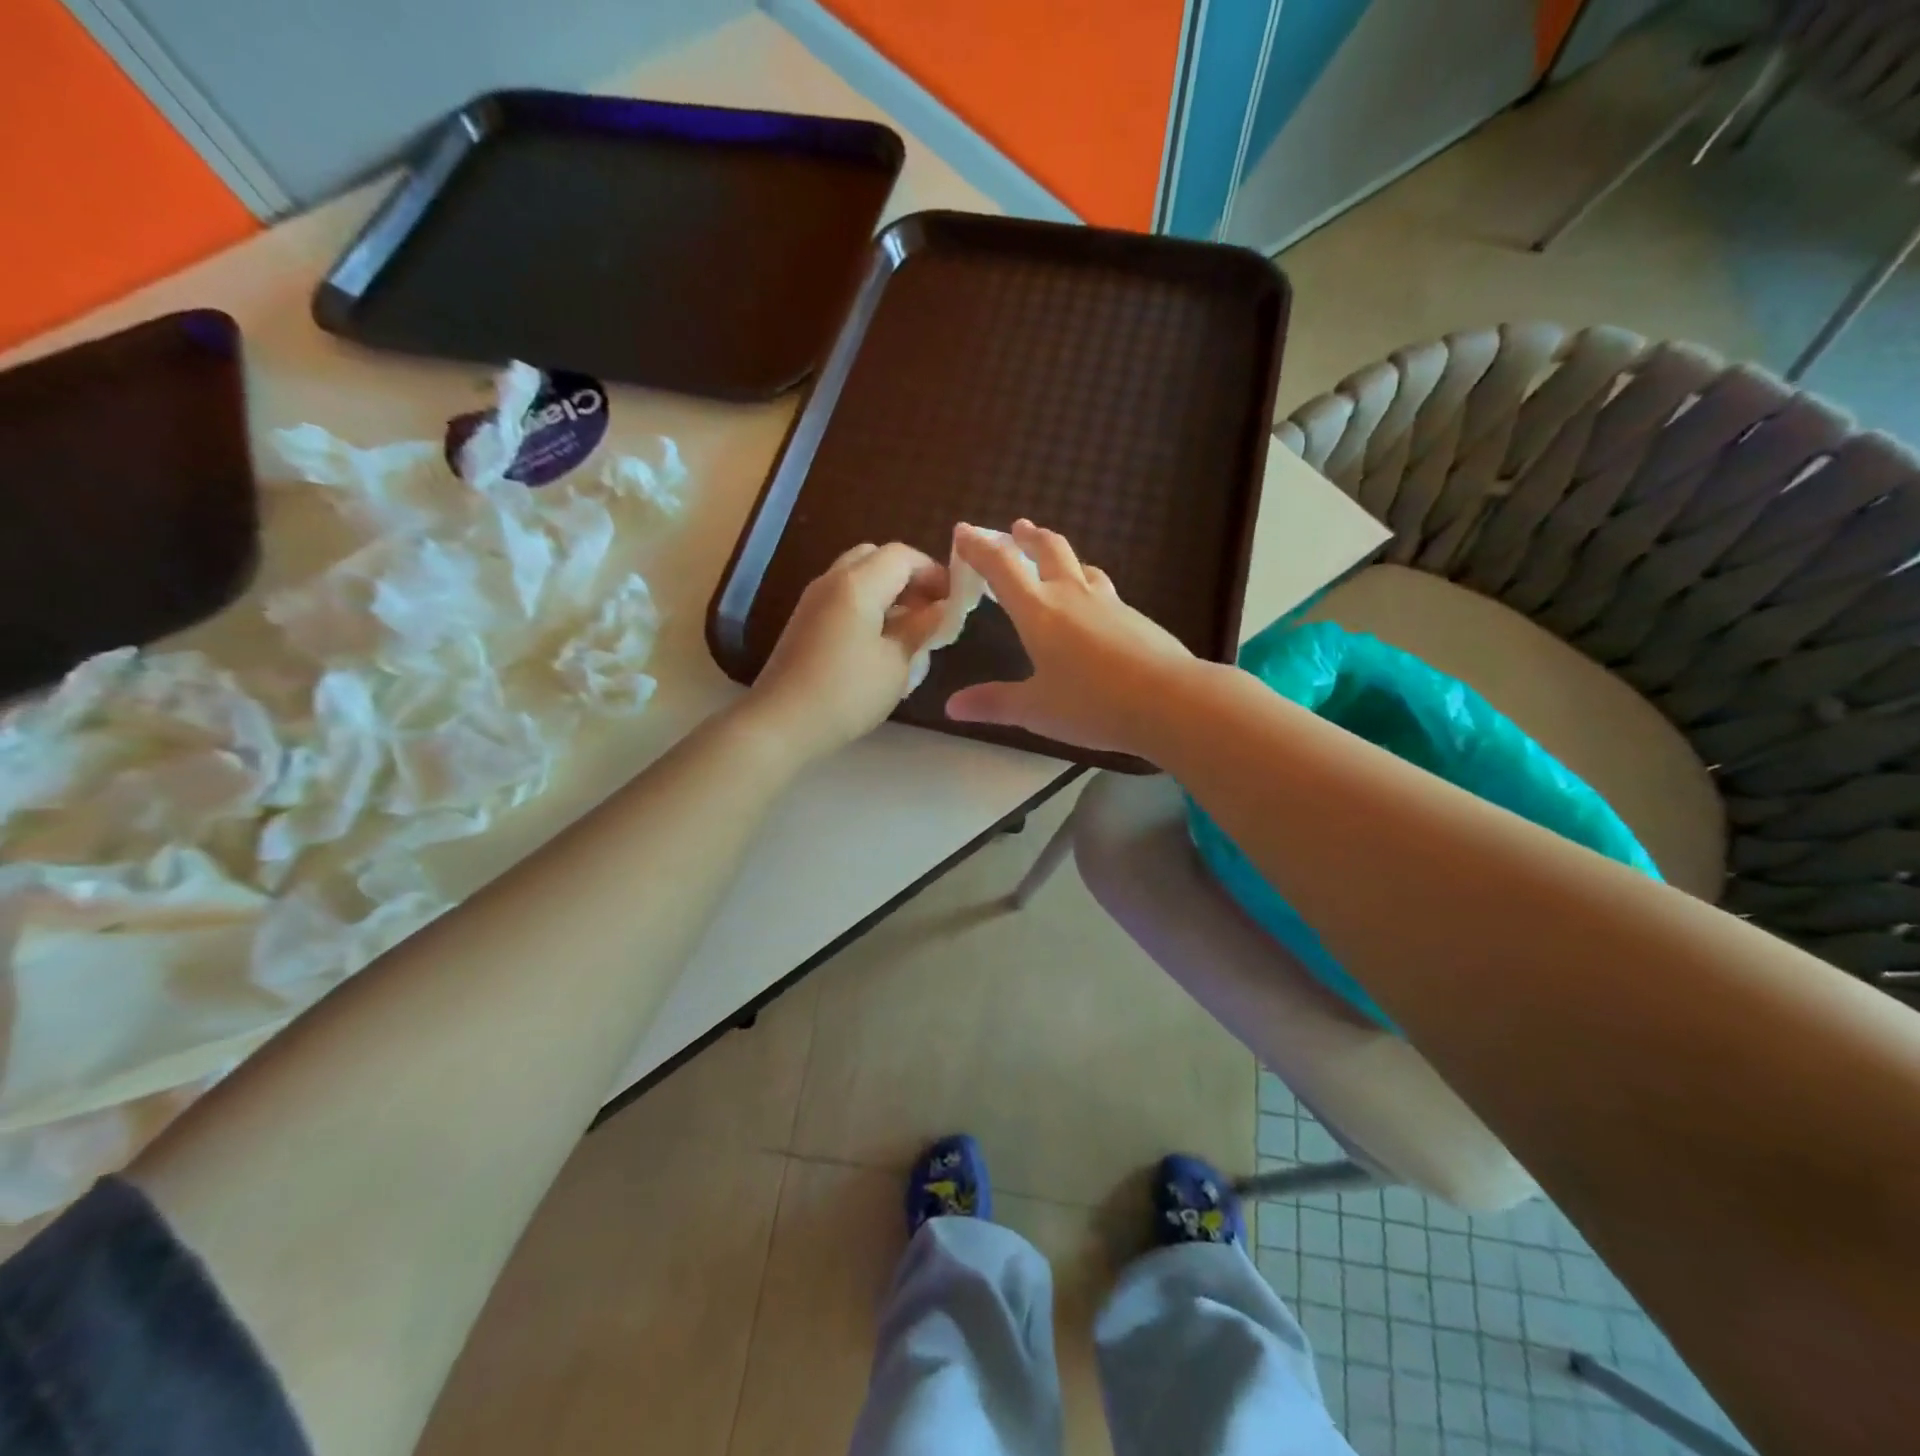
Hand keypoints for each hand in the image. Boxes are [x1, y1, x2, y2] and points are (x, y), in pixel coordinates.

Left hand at [743, 542, 948, 762]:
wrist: (782, 723)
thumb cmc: (847, 693)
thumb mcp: (897, 663)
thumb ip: (921, 628)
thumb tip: (941, 608)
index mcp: (858, 584)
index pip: (903, 556)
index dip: (933, 572)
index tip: (953, 601)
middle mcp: (832, 580)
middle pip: (876, 557)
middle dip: (908, 577)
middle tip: (929, 609)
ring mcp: (813, 600)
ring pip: (857, 576)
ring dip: (887, 592)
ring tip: (909, 628)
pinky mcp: (804, 621)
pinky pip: (842, 597)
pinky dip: (867, 605)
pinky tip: (880, 641)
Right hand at [945, 520, 1195, 756]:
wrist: (1171, 700)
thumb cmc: (1093, 704)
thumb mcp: (1035, 710)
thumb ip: (993, 704)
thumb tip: (951, 707)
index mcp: (1039, 611)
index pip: (1002, 566)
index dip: (979, 546)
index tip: (963, 531)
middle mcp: (1072, 595)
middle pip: (1049, 549)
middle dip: (1027, 537)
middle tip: (1016, 529)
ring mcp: (1109, 603)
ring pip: (1081, 565)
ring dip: (1060, 555)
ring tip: (1053, 558)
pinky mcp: (1135, 617)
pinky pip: (1103, 589)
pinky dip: (1087, 583)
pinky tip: (1093, 604)